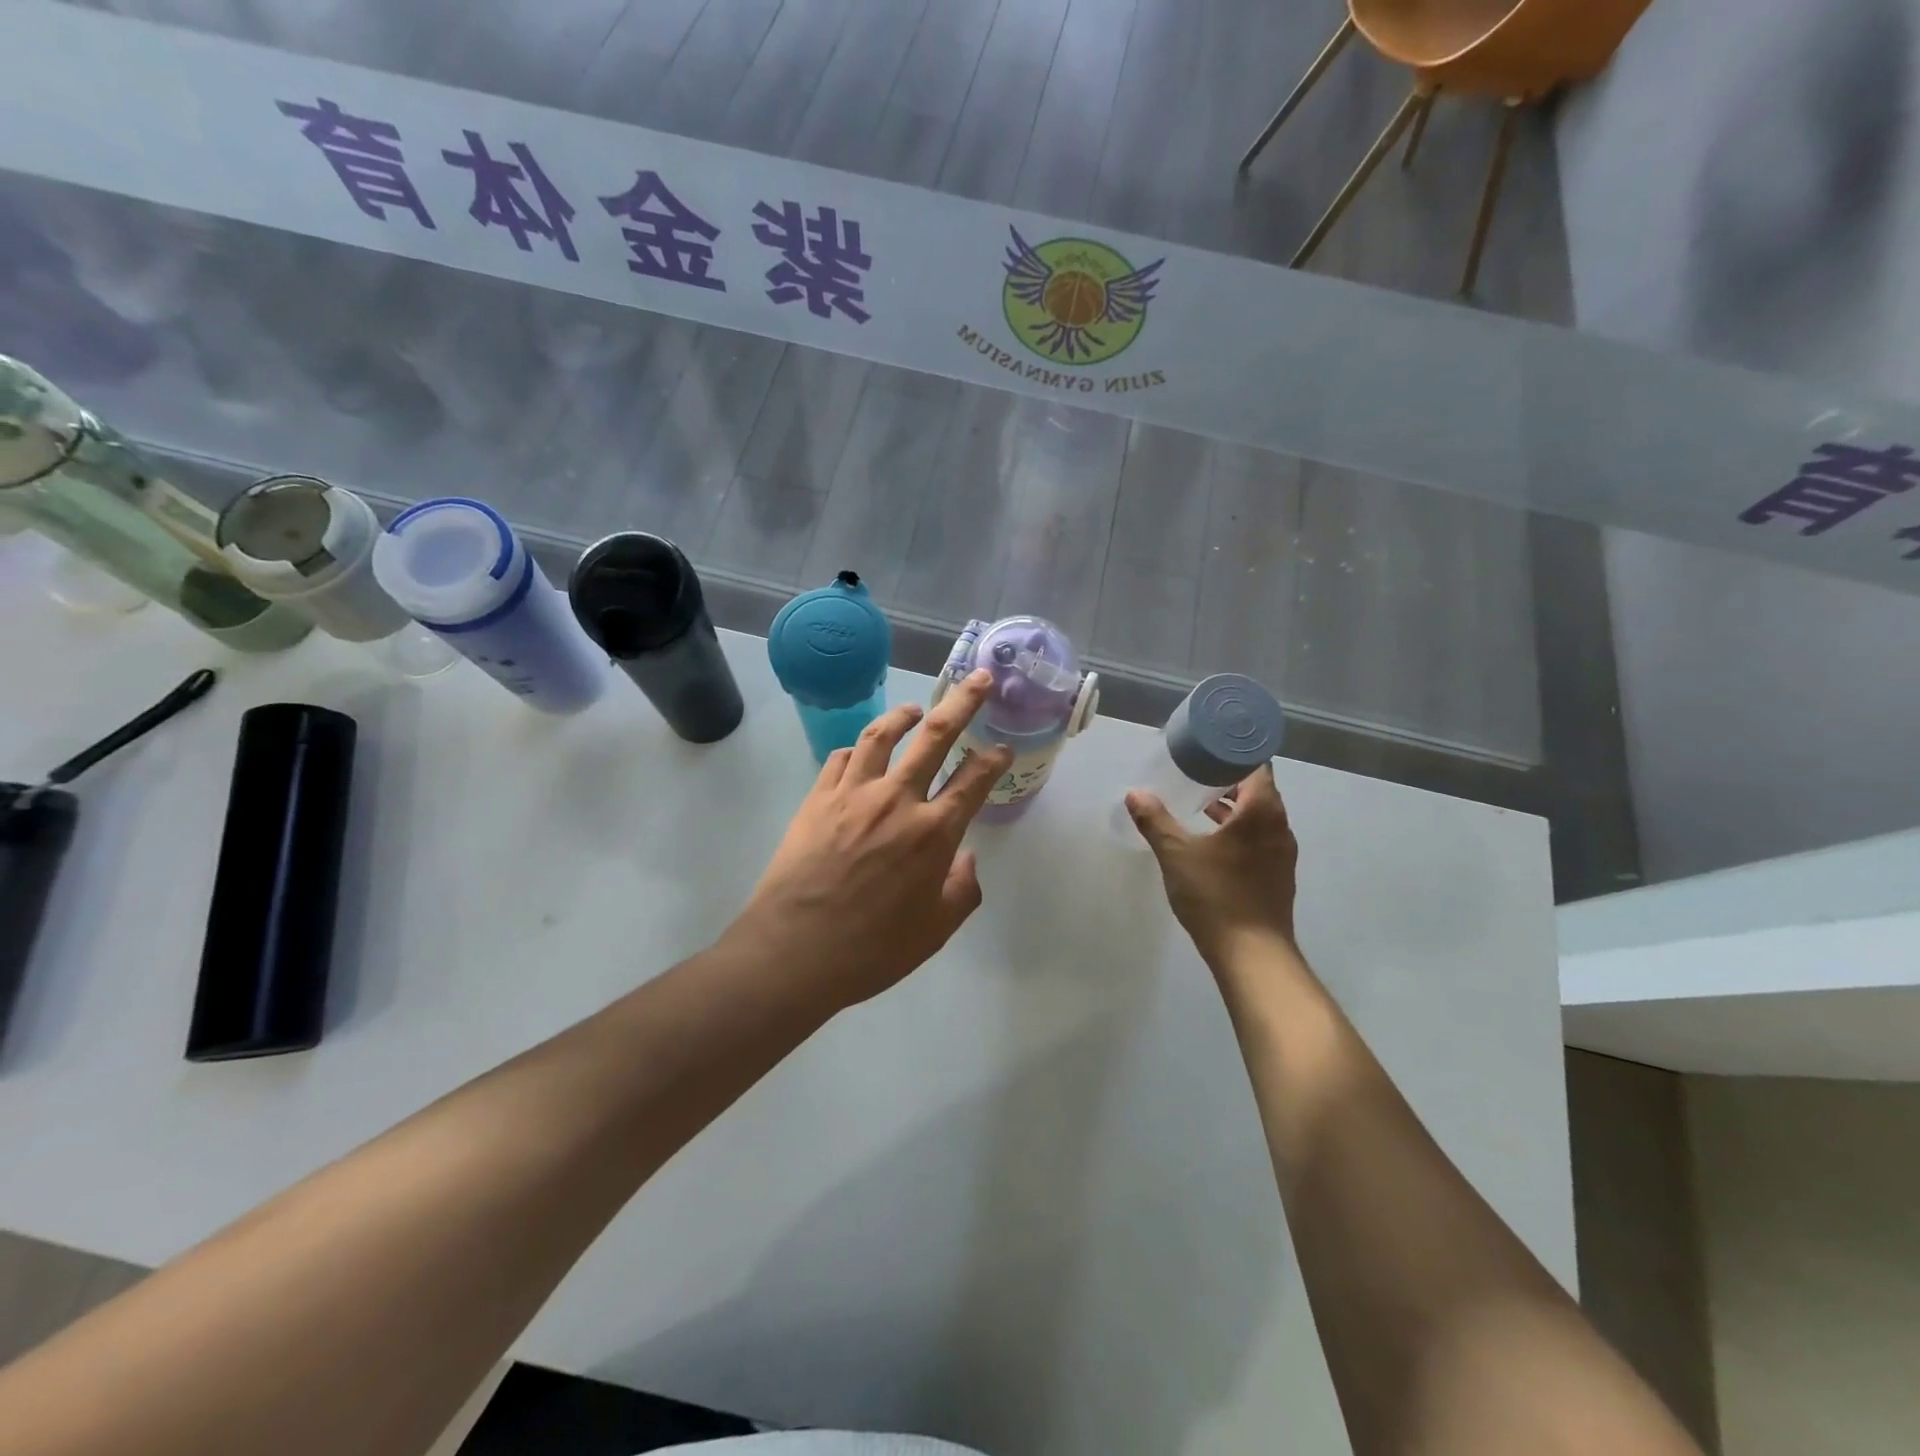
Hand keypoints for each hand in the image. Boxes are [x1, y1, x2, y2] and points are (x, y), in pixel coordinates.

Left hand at [725, 671, 1012, 1011]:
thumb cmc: (872, 949)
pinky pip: (840, 758)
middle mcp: (897, 800)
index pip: (974, 781)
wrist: (794, 951)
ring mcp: (853, 793)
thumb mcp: (935, 931)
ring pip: (882, 735)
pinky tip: (861, 752)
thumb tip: (967, 857)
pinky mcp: (817, 798)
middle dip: (963, 703)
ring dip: (904, 715)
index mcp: (934, 833)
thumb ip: (962, 889)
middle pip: (935, 737)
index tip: (1002, 747)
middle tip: (978, 679)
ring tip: (916, 708)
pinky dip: (857, 749)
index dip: (993, 759)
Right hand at [1125, 763, 1299, 971]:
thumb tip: (1134, 794)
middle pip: (1259, 791)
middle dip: (1229, 781)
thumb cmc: (1216, 895)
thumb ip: (1155, 821)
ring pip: (1259, 818)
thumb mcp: (1176, 854)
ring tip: (1200, 805)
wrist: (1252, 954)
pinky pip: (1259, 839)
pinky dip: (1239, 832)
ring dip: (1233, 809)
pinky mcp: (1277, 876)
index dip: (1233, 755)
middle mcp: (1279, 827)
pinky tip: (1211, 842)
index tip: (1208, 751)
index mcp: (1262, 812)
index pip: (1256, 767)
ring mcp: (1282, 854)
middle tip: (1196, 773)